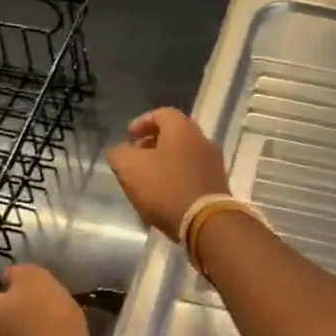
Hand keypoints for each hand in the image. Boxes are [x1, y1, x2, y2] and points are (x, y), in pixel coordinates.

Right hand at [106, 107, 231, 241]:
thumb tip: (119, 151)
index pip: (161, 113)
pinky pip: (191, 175)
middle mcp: (202, 140)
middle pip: (173, 135)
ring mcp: (213, 163)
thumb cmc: (166, 188)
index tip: (127, 138)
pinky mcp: (217, 185)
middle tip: (134, 159)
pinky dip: (175, 179)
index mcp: (183, 129)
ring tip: (145, 181)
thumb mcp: (130, 168)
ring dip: (163, 164)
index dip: (141, 123)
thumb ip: (119, 154)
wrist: (206, 222)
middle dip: (151, 145)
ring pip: (182, 156)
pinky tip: (163, 197)